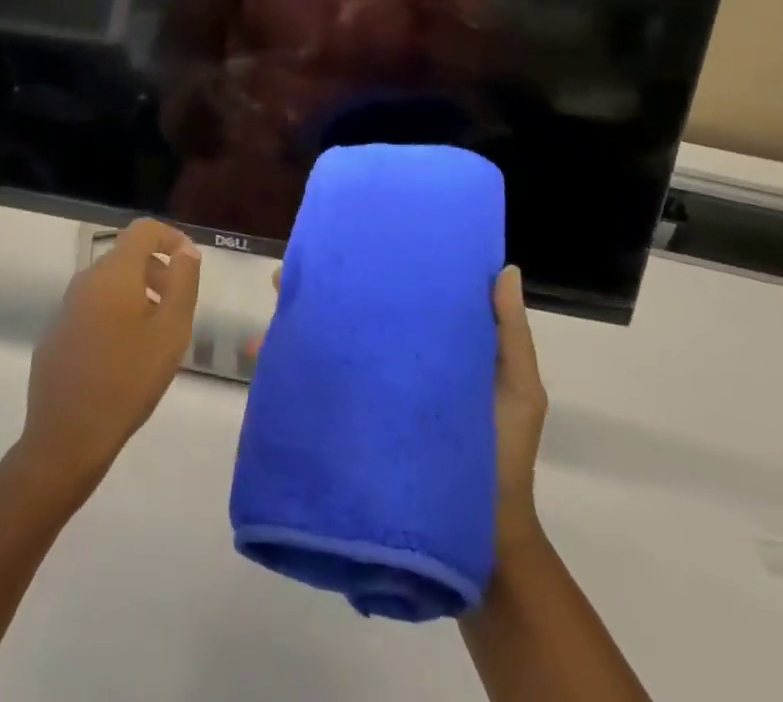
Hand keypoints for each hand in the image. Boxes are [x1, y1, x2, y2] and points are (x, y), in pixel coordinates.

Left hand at [15, 219, 201, 497]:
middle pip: (126, 257)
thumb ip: (183, 282)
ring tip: (155, 336)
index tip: (189, 263)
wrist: (66, 437)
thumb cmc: (128, 380)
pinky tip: (123, 357)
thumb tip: (186, 250)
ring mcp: (65, 307)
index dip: (170, 237)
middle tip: (177, 307)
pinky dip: (113, 316)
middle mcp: (85, 280)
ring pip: (108, 284)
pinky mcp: (55, 334)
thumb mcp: (171, 331)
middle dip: (156, 271)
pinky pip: (91, 309)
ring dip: (136, 295)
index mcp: (114, 273)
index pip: (143, 230)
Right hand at [241, 264, 547, 556]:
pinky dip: (288, 373)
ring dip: (296, 330)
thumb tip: (506, 268)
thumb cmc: (505, 452)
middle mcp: (393, 363)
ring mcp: (371, 395)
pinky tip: (264, 358)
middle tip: (288, 275)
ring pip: (328, 350)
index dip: (370, 268)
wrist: (489, 542)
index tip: (347, 241)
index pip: (393, 297)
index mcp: (430, 346)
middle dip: (320, 294)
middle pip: (351, 318)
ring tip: (270, 311)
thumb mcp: (518, 388)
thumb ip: (509, 333)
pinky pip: (317, 393)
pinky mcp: (355, 427)